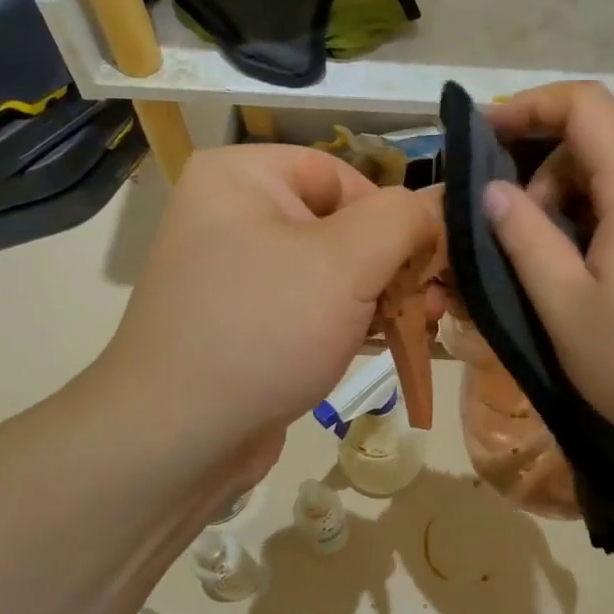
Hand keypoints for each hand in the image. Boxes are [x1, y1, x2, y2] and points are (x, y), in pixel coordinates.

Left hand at [94, 145, 436, 480]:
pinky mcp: (246, 322)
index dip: (390, 217)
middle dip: (394, 264)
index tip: (421, 266)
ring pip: (332, 270)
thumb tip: (435, 208)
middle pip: (341, 223)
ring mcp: (237, 272)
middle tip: (433, 303)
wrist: (178, 438)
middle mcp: (233, 214)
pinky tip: (387, 342)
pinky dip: (352, 320)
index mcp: (242, 176)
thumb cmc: (263, 330)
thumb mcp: (347, 262)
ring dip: (382, 295)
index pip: (343, 176)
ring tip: (422, 324)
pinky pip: (311, 306)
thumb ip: (403, 220)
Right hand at [484, 83, 613, 478]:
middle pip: (598, 145)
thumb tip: (494, 190)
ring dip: (568, 208)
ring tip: (547, 270)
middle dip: (544, 175)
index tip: (484, 136)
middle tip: (514, 236)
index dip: (530, 106)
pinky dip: (597, 229)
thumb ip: (524, 238)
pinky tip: (586, 283)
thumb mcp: (566, 305)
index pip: (585, 105)